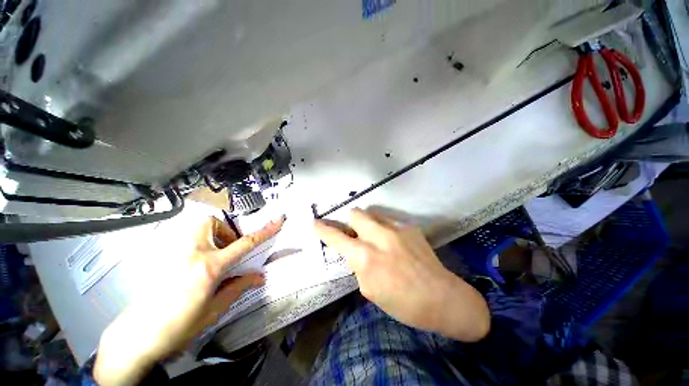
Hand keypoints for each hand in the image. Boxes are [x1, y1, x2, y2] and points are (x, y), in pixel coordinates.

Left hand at [94, 215, 284, 385]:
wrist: (136, 336)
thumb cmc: (178, 326)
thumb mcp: (214, 309)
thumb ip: (238, 287)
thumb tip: (260, 276)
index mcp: (209, 268)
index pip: (244, 244)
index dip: (264, 231)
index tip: (278, 219)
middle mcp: (191, 253)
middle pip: (212, 222)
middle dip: (225, 230)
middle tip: (227, 249)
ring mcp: (173, 253)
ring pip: (196, 226)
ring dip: (211, 235)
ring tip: (211, 256)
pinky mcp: (161, 257)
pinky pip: (184, 238)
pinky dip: (196, 243)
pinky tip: (193, 265)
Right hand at [315, 208, 488, 341]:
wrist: (443, 298)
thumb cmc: (403, 303)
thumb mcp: (370, 289)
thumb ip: (359, 264)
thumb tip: (356, 251)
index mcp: (366, 258)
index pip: (337, 238)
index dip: (324, 230)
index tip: (316, 223)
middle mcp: (379, 237)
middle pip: (356, 213)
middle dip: (351, 221)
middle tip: (356, 234)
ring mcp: (397, 229)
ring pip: (373, 214)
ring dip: (368, 224)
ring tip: (377, 238)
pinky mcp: (410, 227)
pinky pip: (389, 221)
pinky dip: (385, 229)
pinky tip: (395, 244)